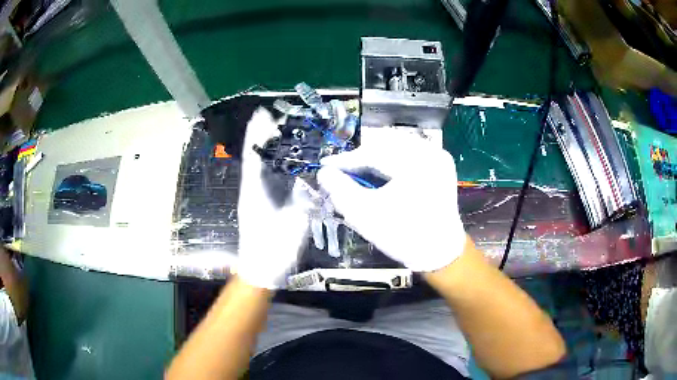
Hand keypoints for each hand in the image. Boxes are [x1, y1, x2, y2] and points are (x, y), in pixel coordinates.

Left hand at [236, 108, 309, 288]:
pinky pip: (266, 180)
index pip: (254, 157)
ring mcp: (255, 199)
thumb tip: (313, 183)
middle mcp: (252, 191)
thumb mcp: (292, 228)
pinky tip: (285, 162)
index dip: (257, 134)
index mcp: (255, 193)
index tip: (261, 114)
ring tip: (278, 132)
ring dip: (268, 149)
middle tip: (274, 118)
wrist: (260, 272)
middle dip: (262, 137)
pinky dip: (273, 166)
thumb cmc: (272, 252)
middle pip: (256, 158)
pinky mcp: (261, 207)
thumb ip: (303, 204)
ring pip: (260, 168)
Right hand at [317, 135, 465, 271]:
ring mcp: (438, 156)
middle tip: (342, 171)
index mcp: (416, 163)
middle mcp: (430, 152)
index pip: (372, 152)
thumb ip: (340, 190)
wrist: (439, 253)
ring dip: (375, 155)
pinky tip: (381, 172)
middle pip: (385, 143)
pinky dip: (391, 159)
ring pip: (397, 145)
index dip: (345, 160)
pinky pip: (409, 152)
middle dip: (361, 156)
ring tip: (359, 172)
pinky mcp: (440, 164)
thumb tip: (324, 172)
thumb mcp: (365, 215)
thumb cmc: (403, 236)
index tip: (325, 166)